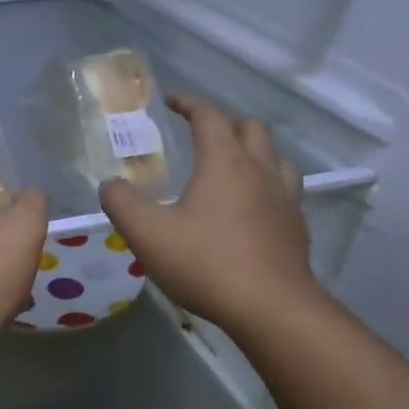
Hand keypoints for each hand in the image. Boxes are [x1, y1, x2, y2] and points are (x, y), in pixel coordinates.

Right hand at [99, 93, 325, 335]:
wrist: (272, 308)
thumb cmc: (206, 263)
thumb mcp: (148, 234)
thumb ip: (122, 203)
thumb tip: (110, 184)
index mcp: (224, 162)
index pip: (209, 116)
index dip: (189, 103)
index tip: (172, 101)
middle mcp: (260, 170)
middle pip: (251, 129)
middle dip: (225, 124)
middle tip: (202, 136)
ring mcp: (285, 198)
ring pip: (276, 157)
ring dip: (254, 152)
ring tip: (233, 167)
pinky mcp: (297, 226)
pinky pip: (286, 190)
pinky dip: (268, 186)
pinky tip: (253, 208)